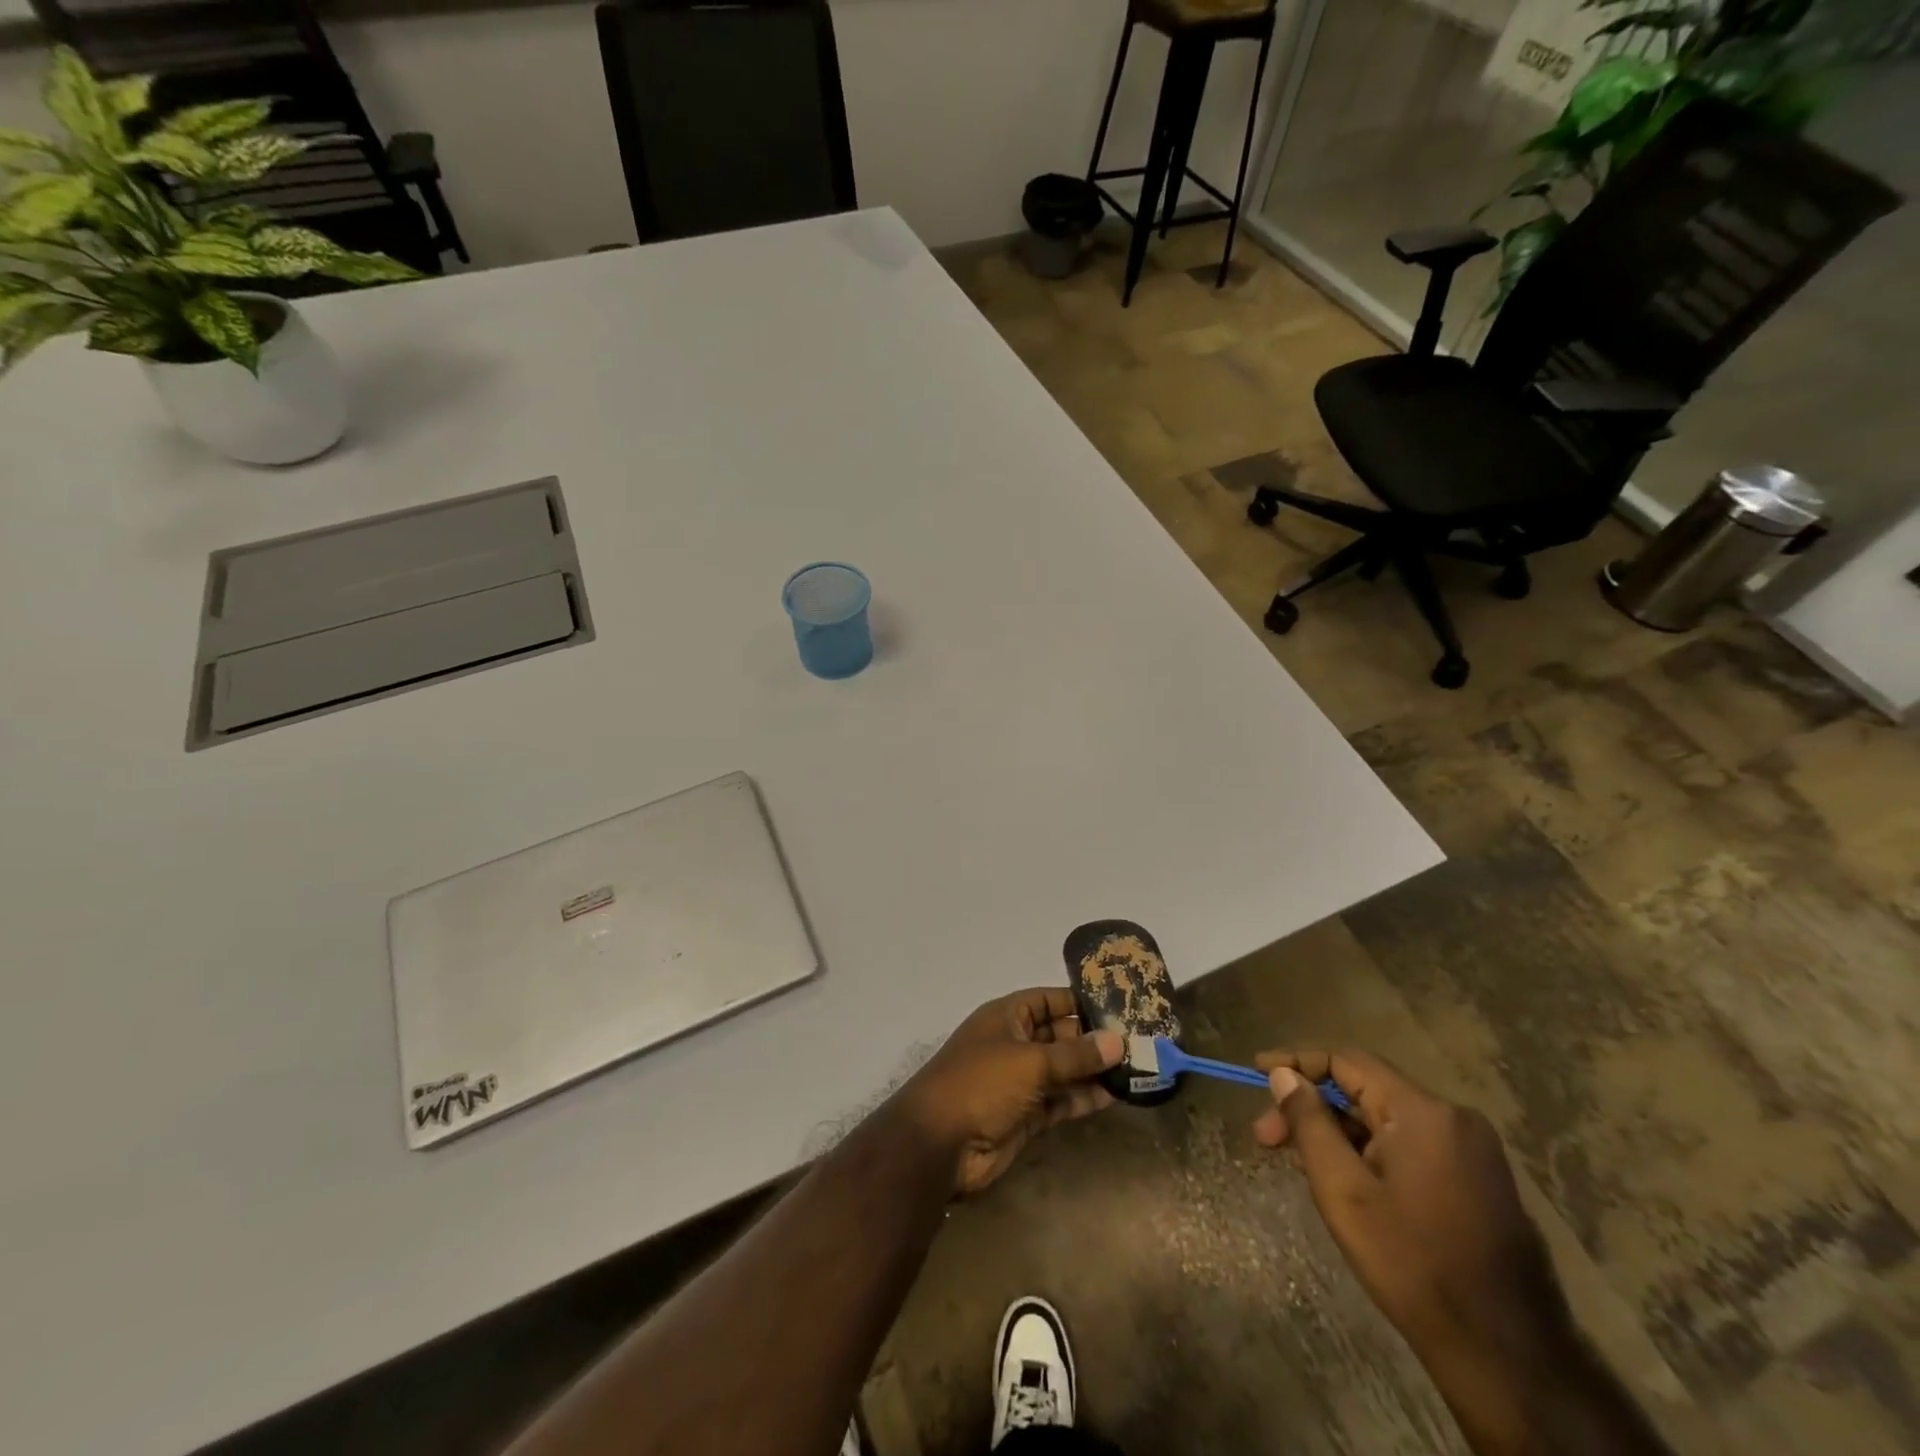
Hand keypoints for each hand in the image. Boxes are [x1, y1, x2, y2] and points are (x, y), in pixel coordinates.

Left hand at [893, 988, 1122, 1196]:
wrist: (940, 1144)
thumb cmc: (981, 1084)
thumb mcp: (1030, 1062)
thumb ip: (1075, 1055)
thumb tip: (1118, 1041)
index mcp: (1006, 1017)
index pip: (1048, 1000)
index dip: (1079, 1001)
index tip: (1119, 1005)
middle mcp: (1014, 1043)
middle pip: (1060, 1035)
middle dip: (1094, 1040)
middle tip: (1139, 1042)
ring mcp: (1020, 1081)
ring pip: (1064, 1070)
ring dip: (1094, 1071)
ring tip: (1136, 1069)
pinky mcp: (1027, 1115)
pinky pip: (1061, 1100)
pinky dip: (1084, 1098)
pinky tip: (1116, 1096)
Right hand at [1253, 1050, 1576, 1433]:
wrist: (1507, 1356)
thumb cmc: (1413, 1264)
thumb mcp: (1343, 1191)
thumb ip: (1309, 1123)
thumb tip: (1283, 1075)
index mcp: (1424, 1112)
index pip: (1346, 1061)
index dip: (1296, 1062)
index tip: (1256, 1072)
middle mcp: (1454, 1117)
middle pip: (1365, 1090)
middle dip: (1312, 1108)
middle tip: (1266, 1138)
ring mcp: (1472, 1150)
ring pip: (1385, 1119)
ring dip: (1338, 1132)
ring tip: (1299, 1164)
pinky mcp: (1478, 1179)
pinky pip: (1409, 1144)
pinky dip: (1369, 1151)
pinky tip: (1344, 1179)